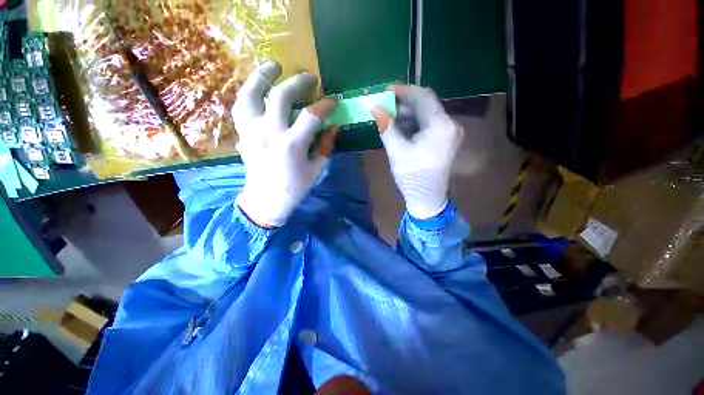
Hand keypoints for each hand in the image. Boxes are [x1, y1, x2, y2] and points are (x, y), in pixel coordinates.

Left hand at [232, 61, 337, 227]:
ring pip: (252, 93)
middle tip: (310, 78)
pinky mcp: (243, 133)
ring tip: (274, 66)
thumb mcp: (316, 170)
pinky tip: (258, 87)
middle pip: (281, 96)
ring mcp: (252, 130)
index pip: (312, 115)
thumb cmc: (295, 188)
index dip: (325, 105)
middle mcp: (270, 132)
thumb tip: (334, 126)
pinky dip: (249, 92)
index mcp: (292, 145)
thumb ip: (326, 146)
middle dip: (298, 82)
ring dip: (263, 75)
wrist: (265, 200)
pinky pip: (241, 105)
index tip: (333, 102)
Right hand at [371, 85, 463, 218]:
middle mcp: (450, 125)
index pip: (424, 97)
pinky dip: (415, 123)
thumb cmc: (412, 176)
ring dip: (408, 113)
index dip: (405, 90)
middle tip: (385, 105)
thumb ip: (386, 127)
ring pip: (427, 114)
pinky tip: (401, 127)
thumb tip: (375, 107)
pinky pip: (429, 124)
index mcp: (441, 126)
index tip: (387, 90)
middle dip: (405, 103)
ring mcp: (450, 133)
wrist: (427, 198)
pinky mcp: (445, 140)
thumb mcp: (396, 151)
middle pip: (427, 105)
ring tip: (390, 117)